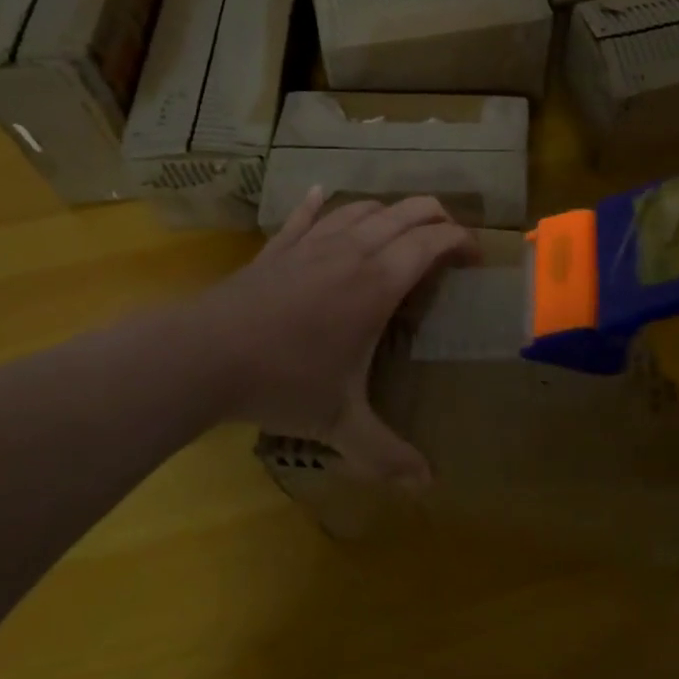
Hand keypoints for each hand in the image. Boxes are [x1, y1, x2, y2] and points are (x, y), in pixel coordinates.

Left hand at [191, 190, 472, 482]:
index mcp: (377, 283)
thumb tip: (427, 485)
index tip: (475, 258)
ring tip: (400, 231)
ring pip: (361, 208)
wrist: (202, 356)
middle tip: (449, 240)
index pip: (431, 242)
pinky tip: (322, 193)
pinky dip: (320, 203)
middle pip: (405, 212)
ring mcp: (311, 244)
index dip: (461, 241)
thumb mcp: (339, 423)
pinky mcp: (277, 248)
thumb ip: (385, 453)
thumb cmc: (282, 382)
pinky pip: (305, 215)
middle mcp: (351, 251)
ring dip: (389, 212)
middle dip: (436, 217)